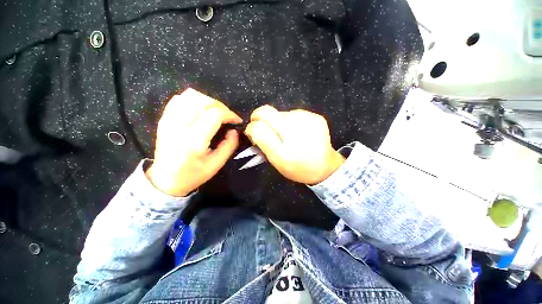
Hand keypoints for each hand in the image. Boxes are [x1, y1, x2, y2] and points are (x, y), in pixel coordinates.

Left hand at [146, 88, 242, 195]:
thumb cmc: (193, 175)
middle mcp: (179, 127)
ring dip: (208, 100)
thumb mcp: (217, 164)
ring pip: (191, 96)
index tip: (237, 121)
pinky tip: (200, 109)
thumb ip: (229, 145)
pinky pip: (179, 99)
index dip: (230, 114)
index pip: (215, 115)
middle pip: (204, 102)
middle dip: (222, 106)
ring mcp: (169, 120)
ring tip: (216, 111)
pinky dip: (193, 99)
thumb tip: (234, 130)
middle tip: (228, 116)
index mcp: (194, 141)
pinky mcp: (164, 119)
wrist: (165, 180)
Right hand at [245, 105, 344, 184]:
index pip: (258, 128)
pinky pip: (294, 113)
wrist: (325, 167)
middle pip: (267, 112)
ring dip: (278, 121)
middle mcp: (295, 134)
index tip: (253, 132)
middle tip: (262, 124)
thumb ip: (263, 145)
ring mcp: (308, 122)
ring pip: (280, 112)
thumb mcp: (277, 163)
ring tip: (286, 133)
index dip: (251, 128)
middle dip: (259, 116)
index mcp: (284, 153)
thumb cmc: (298, 168)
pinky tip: (298, 130)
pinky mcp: (316, 117)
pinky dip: (290, 120)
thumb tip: (253, 128)